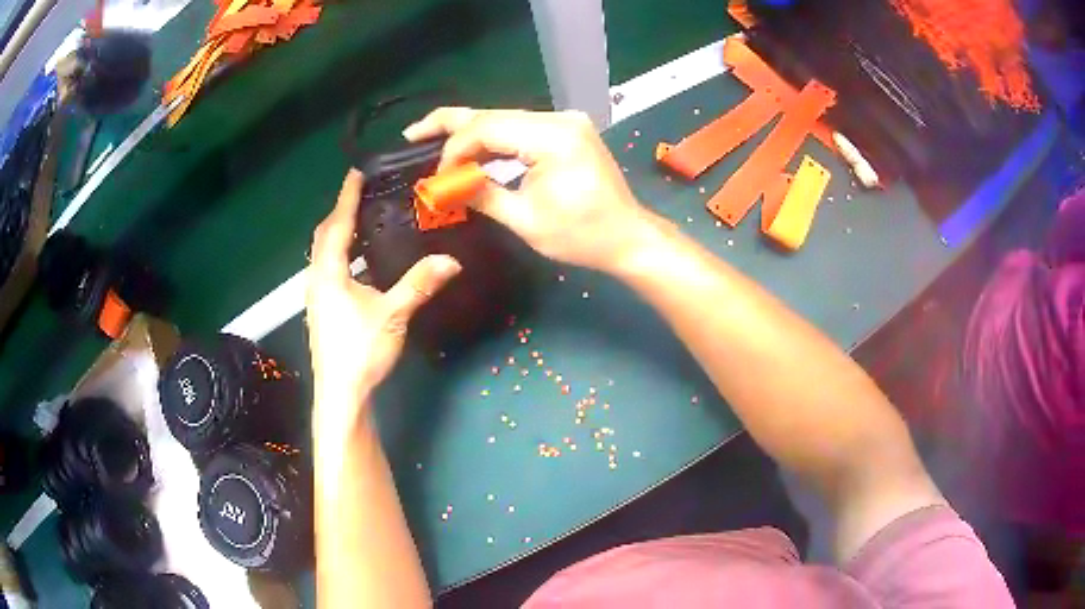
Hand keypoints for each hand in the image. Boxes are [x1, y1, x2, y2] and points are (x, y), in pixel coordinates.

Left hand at [306, 170, 460, 429]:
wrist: (341, 394)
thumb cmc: (360, 351)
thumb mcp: (393, 315)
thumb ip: (419, 284)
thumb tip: (451, 260)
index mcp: (329, 272)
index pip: (337, 224)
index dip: (347, 196)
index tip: (356, 172)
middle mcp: (317, 279)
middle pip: (324, 235)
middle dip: (340, 212)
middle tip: (361, 194)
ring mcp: (316, 296)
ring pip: (324, 254)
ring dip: (339, 234)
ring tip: (362, 221)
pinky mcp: (321, 310)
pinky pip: (328, 269)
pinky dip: (341, 255)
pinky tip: (360, 262)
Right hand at [404, 108, 653, 272]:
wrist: (628, 237)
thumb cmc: (582, 236)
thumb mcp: (525, 220)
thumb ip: (481, 194)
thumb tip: (443, 185)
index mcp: (553, 137)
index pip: (487, 128)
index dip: (454, 150)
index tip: (437, 177)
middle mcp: (560, 119)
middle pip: (493, 115)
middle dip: (450, 125)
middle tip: (412, 133)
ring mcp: (566, 122)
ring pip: (504, 119)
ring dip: (469, 132)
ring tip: (430, 139)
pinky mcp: (566, 130)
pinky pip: (520, 128)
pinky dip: (493, 139)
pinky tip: (470, 148)